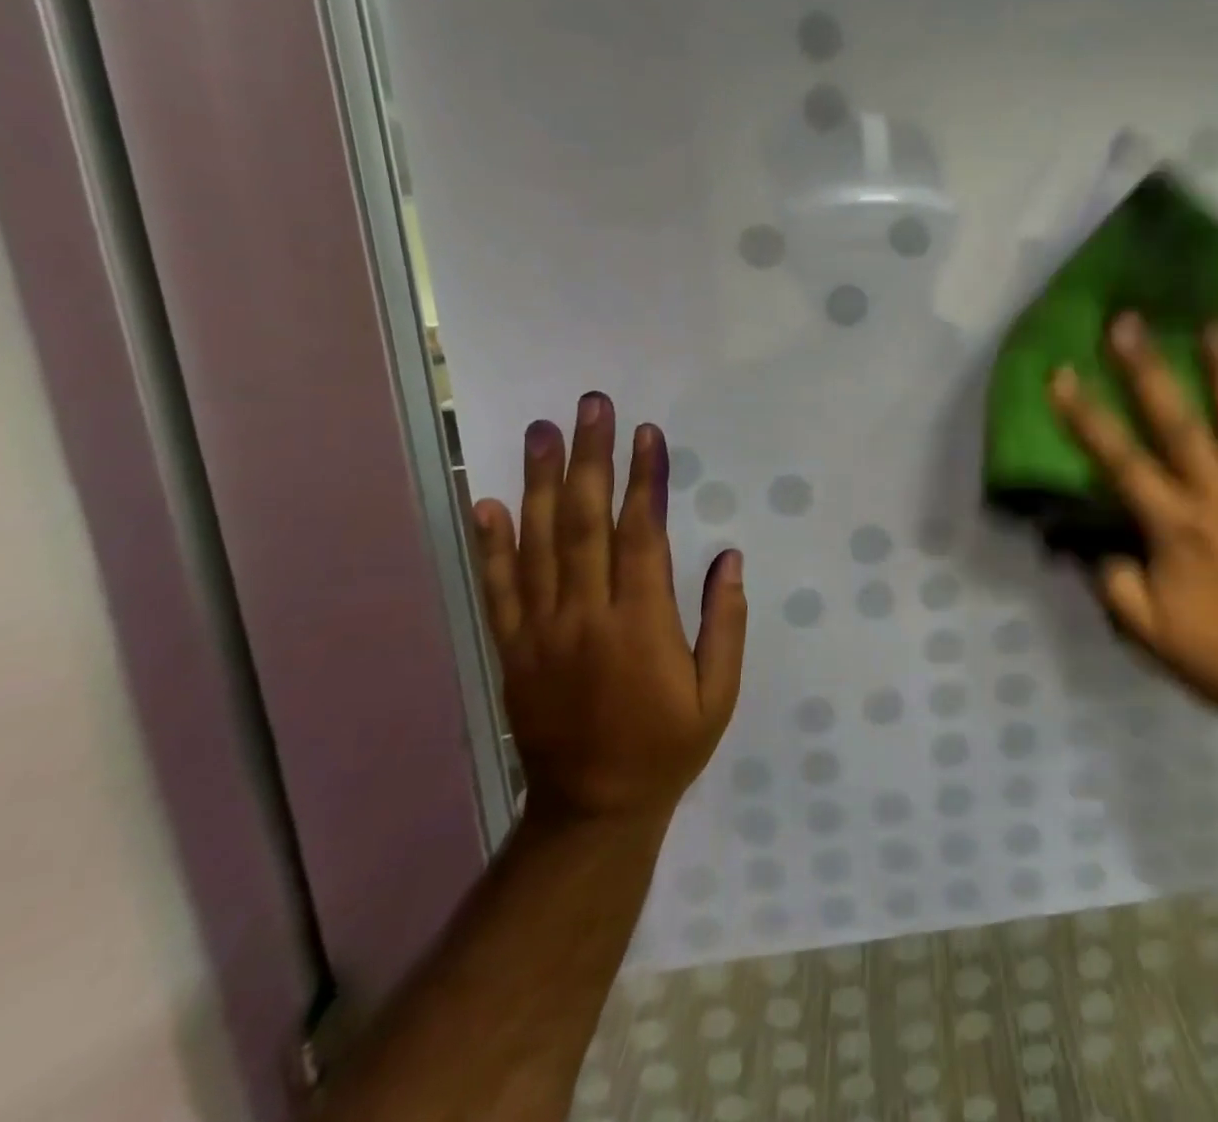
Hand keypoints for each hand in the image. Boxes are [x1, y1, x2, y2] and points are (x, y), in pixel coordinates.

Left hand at [470, 393, 746, 830]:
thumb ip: (725, 622)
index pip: (642, 536)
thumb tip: (729, 557)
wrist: (592, 810)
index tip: (647, 433)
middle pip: (585, 524)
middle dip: (591, 459)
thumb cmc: (668, 745)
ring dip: (541, 482)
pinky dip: (491, 544)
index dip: (645, 480)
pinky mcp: (512, 650)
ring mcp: (540, 633)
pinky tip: (488, 502)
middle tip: (591, 406)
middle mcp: (585, 617)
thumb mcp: (718, 693)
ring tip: (542, 431)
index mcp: (640, 625)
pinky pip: (498, 589)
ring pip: (538, 544)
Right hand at [1047, 314, 1217, 720]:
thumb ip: (1114, 583)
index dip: (1086, 417)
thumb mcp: (1148, 633)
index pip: (1120, 462)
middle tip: (1129, 321)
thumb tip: (1096, 544)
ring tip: (1217, 323)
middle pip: (1177, 424)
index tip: (1062, 374)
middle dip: (1147, 370)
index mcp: (1175, 527)